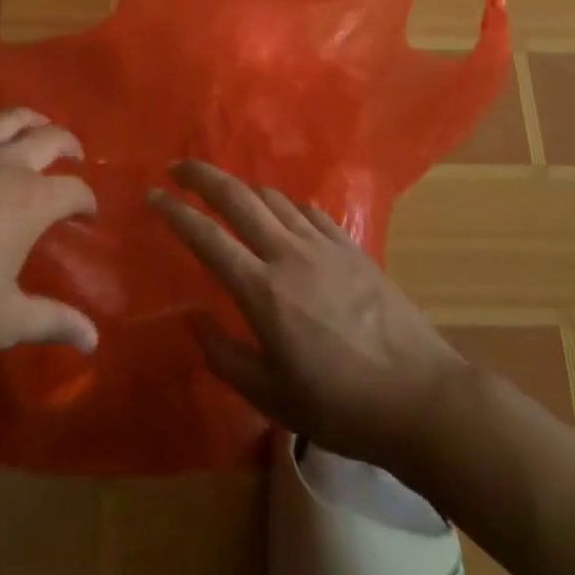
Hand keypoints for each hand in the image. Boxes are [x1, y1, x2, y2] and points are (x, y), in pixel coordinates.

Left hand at [0, 106, 97, 358]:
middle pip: (50, 138)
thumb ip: (52, 322)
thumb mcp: (2, 321)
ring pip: (7, 117)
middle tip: (74, 157)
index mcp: (30, 201)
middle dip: (70, 146)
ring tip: (36, 127)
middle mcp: (4, 162)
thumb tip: (94, 339)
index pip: (75, 190)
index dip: (87, 201)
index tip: (87, 214)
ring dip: (31, 119)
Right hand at [153, 161, 460, 477]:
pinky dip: (284, 205)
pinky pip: (308, 211)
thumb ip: (224, 356)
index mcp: (262, 290)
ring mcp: (324, 245)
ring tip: (226, 195)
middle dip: (202, 175)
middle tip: (178, 167)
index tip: (153, 196)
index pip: (206, 236)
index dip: (175, 212)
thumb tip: (194, 319)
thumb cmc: (340, 406)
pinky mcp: (352, 247)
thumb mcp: (271, 397)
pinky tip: (282, 215)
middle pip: (237, 197)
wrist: (422, 398)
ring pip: (274, 197)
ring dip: (242, 189)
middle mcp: (288, 254)